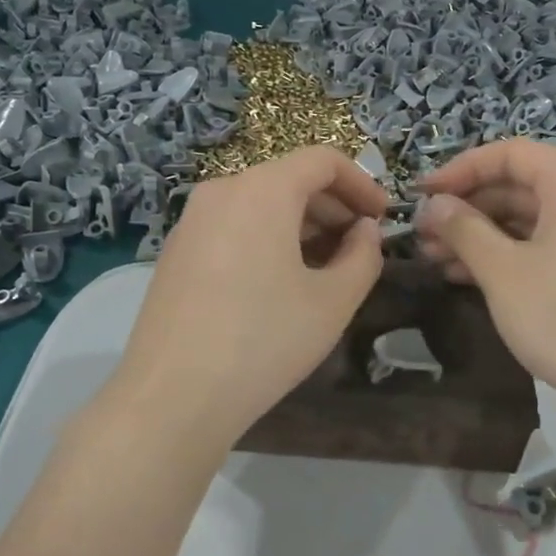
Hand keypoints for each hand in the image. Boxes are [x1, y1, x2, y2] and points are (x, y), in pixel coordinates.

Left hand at [114, 146, 387, 447]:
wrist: (172, 396)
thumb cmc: (264, 340)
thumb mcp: (333, 301)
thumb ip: (363, 256)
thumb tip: (364, 232)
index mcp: (262, 190)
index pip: (322, 160)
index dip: (362, 183)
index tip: (383, 218)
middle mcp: (222, 192)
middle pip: (289, 179)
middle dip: (333, 207)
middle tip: (360, 247)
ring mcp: (192, 222)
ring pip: (260, 204)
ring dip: (302, 225)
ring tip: (327, 268)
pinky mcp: (176, 252)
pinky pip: (234, 227)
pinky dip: (267, 239)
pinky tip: (281, 282)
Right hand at [415, 139, 555, 415]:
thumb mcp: (503, 270)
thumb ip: (464, 229)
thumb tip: (434, 203)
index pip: (509, 153)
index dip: (461, 168)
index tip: (422, 193)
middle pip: (517, 186)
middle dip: (466, 207)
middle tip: (423, 233)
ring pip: (525, 221)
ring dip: (478, 235)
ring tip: (433, 258)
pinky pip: (540, 248)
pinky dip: (502, 257)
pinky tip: (464, 278)